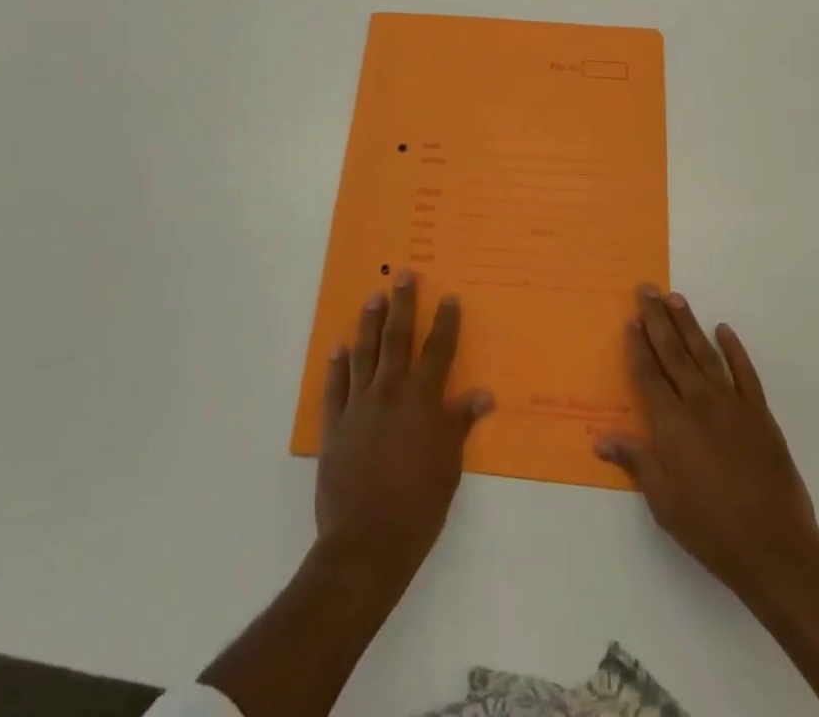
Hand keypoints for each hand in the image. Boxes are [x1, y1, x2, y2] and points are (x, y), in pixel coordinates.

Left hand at [315, 271, 493, 590]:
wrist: (366, 543)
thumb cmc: (418, 506)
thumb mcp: (450, 466)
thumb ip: (460, 423)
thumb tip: (483, 394)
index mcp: (423, 401)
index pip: (438, 351)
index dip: (445, 323)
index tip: (448, 297)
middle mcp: (390, 392)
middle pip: (398, 338)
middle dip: (403, 304)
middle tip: (403, 274)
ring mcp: (359, 405)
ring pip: (364, 353)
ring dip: (369, 323)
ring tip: (373, 297)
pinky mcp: (335, 424)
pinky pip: (335, 386)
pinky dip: (337, 365)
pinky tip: (338, 348)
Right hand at [594, 285, 818, 605]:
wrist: (776, 549)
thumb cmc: (711, 528)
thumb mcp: (664, 501)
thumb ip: (636, 461)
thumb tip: (601, 438)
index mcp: (672, 423)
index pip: (648, 374)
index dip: (638, 346)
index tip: (630, 319)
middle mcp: (699, 403)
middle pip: (673, 353)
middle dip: (657, 320)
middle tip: (647, 289)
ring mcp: (733, 405)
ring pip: (705, 353)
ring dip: (689, 324)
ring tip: (675, 298)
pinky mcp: (760, 414)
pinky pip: (745, 372)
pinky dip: (734, 349)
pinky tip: (724, 330)